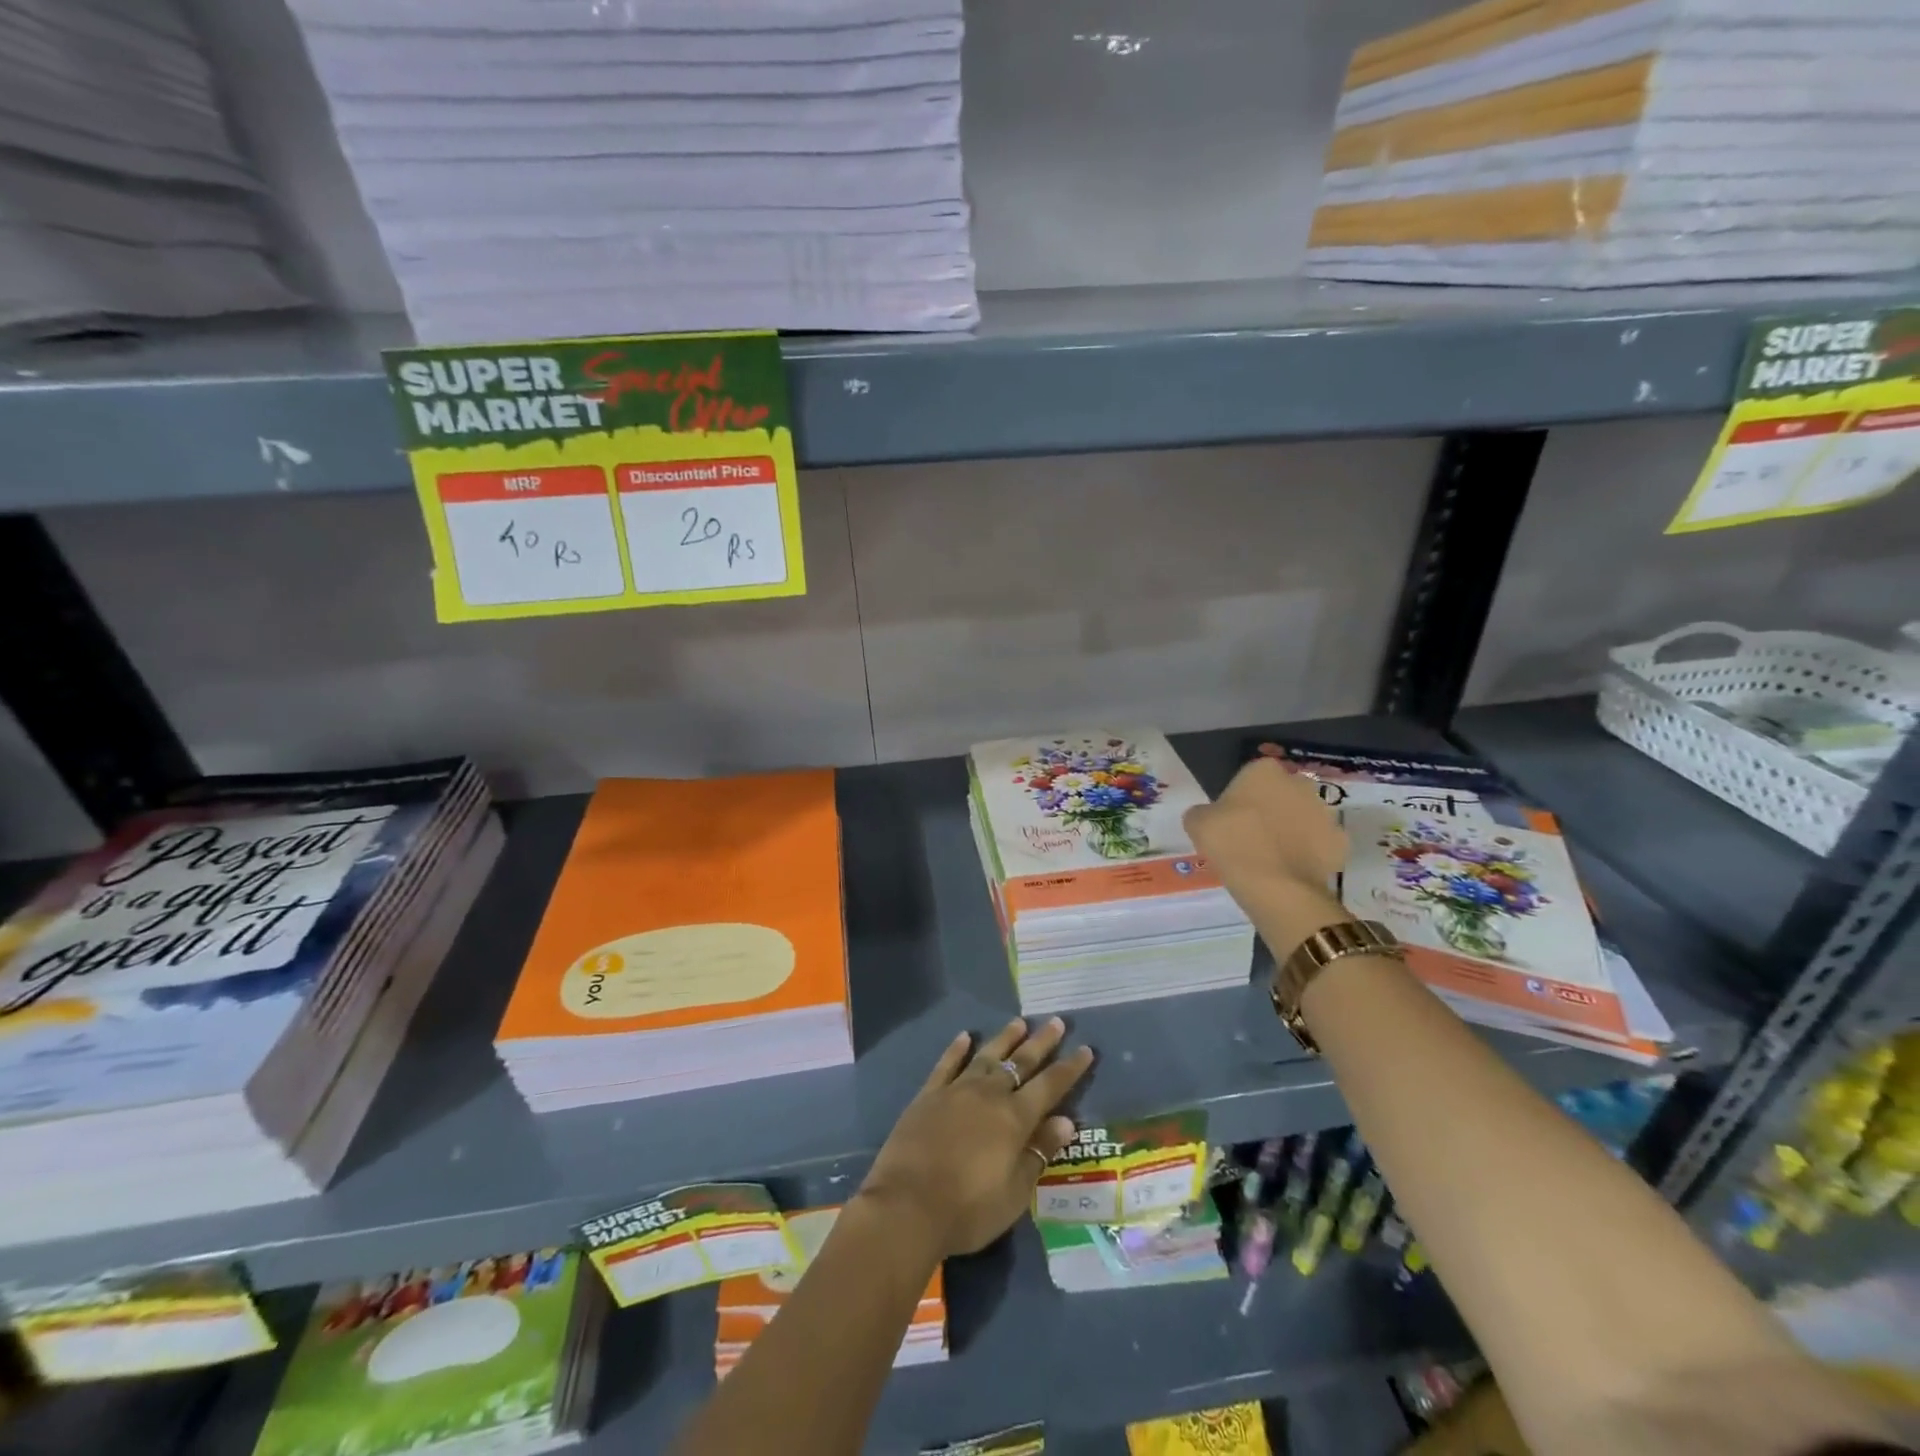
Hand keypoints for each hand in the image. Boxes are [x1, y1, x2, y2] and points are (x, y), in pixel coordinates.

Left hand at [856, 1019, 1093, 1258]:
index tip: (1085, 1049)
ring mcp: (956, 1090)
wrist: (907, 1206)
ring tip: (1019, 1022)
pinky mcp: (929, 1095)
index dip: (1069, 1068)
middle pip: (1020, 1062)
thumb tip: (1066, 1120)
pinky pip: (947, 1064)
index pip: (1050, 1086)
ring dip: (1004, 1039)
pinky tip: (965, 1036)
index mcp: (1014, 1119)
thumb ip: (1039, 1152)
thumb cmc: (968, 1209)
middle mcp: (989, 1095)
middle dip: (1041, 1042)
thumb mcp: (1015, 1192)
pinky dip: (957, 1049)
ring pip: (986, 1056)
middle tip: (1056, 1021)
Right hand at [1184, 756, 1347, 901]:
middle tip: (1251, 837)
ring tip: (1272, 858)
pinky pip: (1320, 844)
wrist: (1277, 887)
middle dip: (1271, 809)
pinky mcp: (1340, 842)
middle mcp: (1299, 783)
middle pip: (1282, 793)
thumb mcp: (1197, 823)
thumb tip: (1210, 817)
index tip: (1231, 820)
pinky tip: (1291, 870)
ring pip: (1303, 818)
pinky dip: (1309, 854)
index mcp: (1264, 771)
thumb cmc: (1232, 844)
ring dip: (1292, 830)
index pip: (1250, 777)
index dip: (1240, 798)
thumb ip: (1203, 812)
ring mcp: (1325, 813)